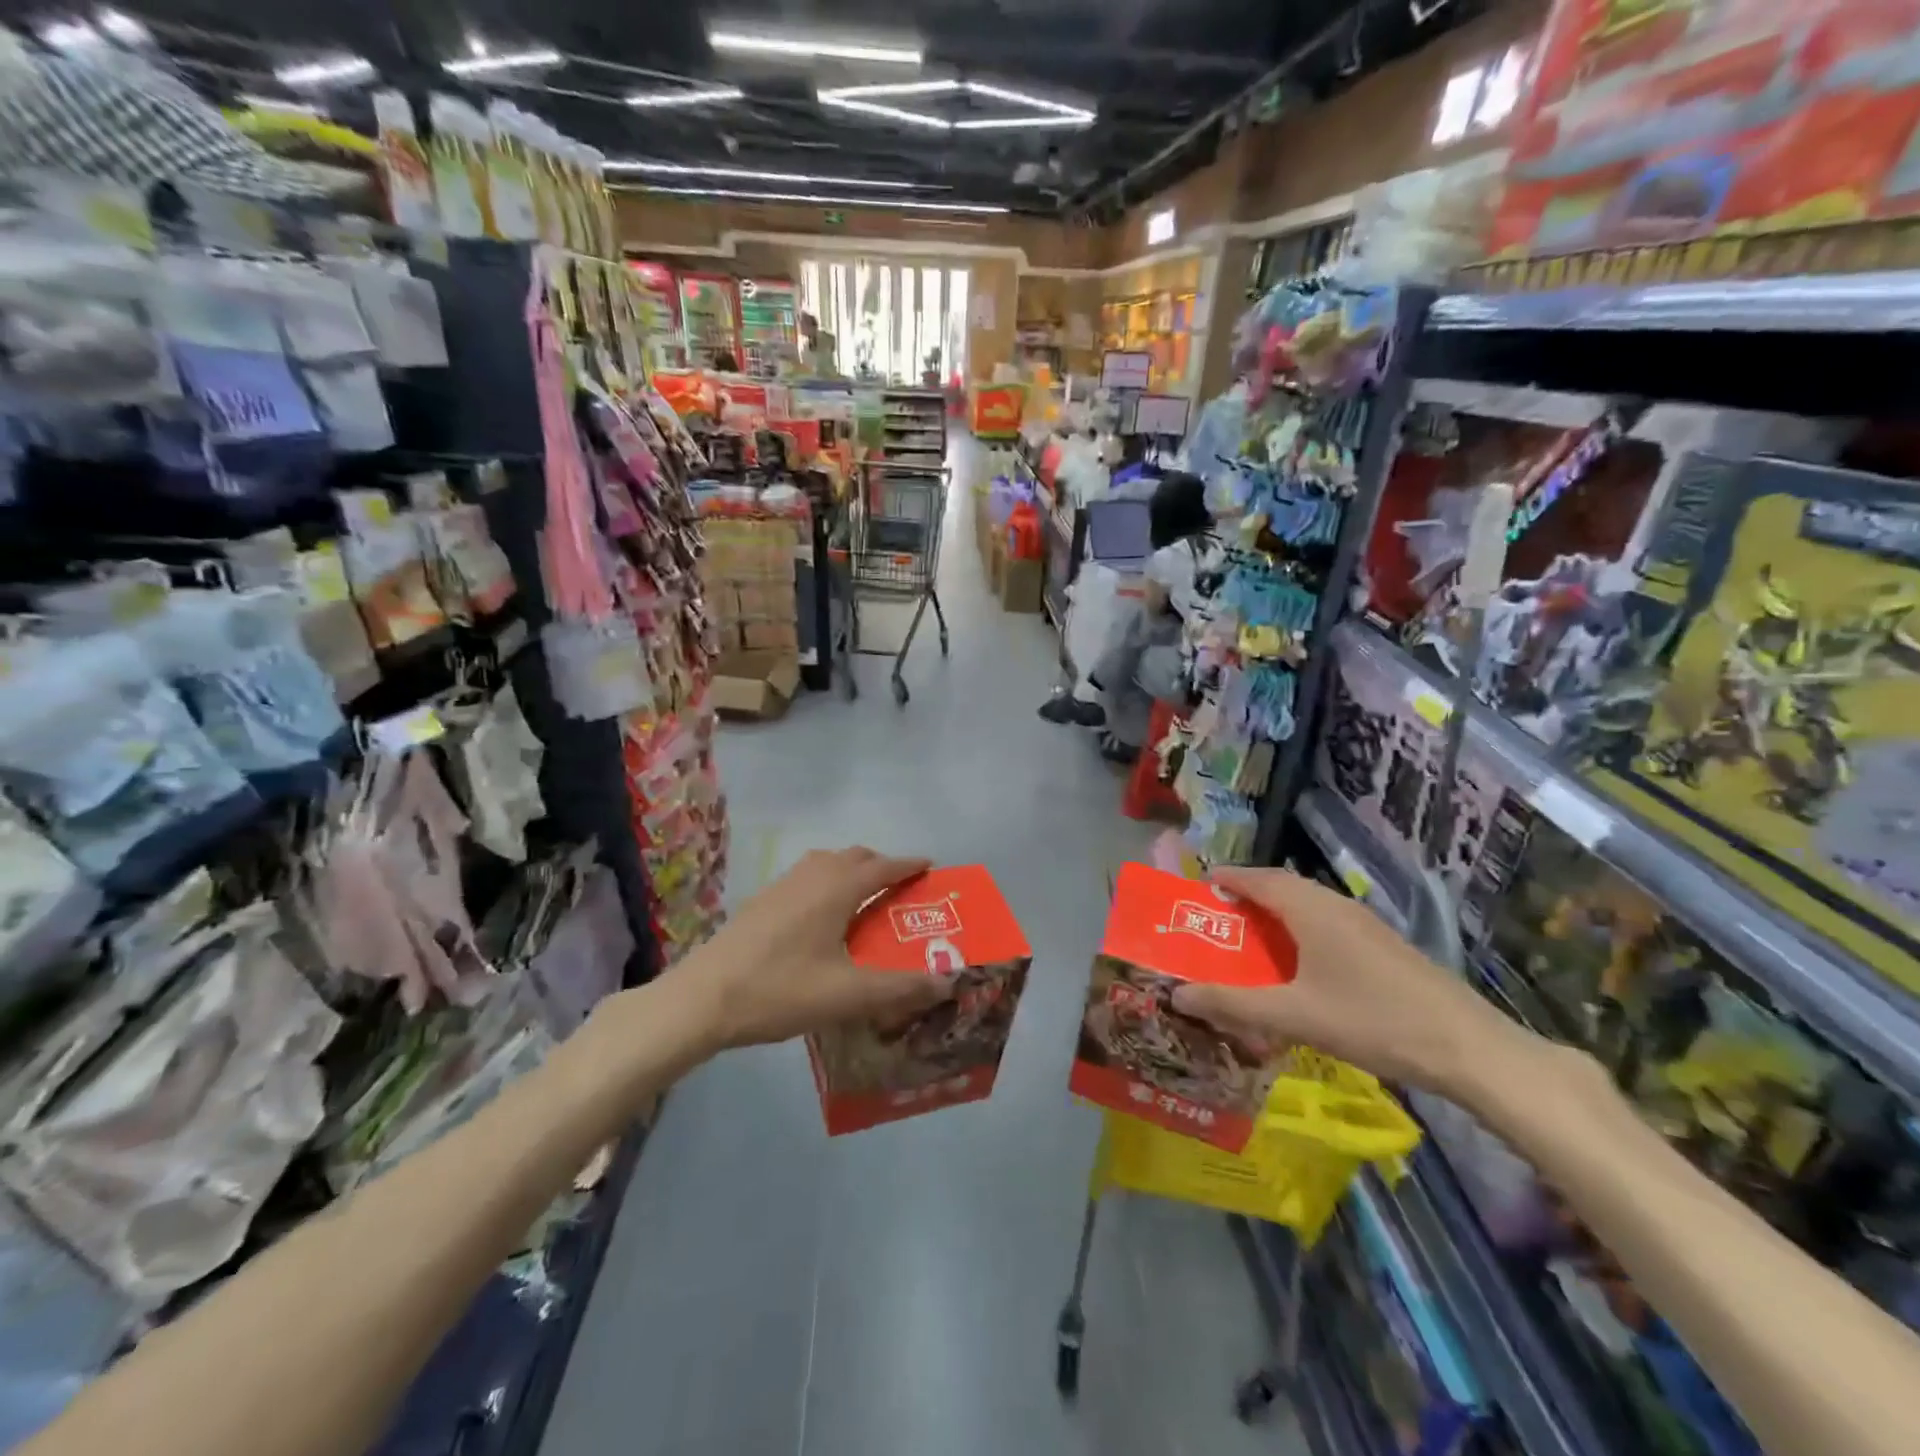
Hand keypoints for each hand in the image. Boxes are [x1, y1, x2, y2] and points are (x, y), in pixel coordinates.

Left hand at [666, 848, 951, 1049]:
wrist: (703, 999)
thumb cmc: (780, 990)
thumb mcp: (848, 995)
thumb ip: (900, 988)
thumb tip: (948, 981)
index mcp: (836, 888)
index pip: (883, 866)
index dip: (909, 865)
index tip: (930, 866)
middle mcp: (812, 875)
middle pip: (855, 856)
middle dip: (882, 866)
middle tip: (900, 890)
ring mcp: (782, 885)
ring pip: (826, 863)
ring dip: (851, 870)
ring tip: (863, 900)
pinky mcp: (762, 900)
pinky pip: (806, 876)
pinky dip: (827, 882)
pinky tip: (821, 918)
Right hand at [1170, 867, 1532, 1095]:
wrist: (1468, 1048)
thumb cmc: (1371, 1020)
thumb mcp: (1293, 1015)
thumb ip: (1232, 1003)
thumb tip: (1176, 994)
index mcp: (1310, 908)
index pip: (1257, 878)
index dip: (1226, 879)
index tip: (1198, 888)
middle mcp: (1335, 905)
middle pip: (1281, 888)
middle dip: (1246, 898)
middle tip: (1215, 920)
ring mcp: (1364, 925)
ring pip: (1306, 907)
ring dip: (1274, 916)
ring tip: (1248, 942)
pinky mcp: (1381, 947)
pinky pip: (1326, 925)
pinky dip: (1299, 933)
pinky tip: (1297, 967)